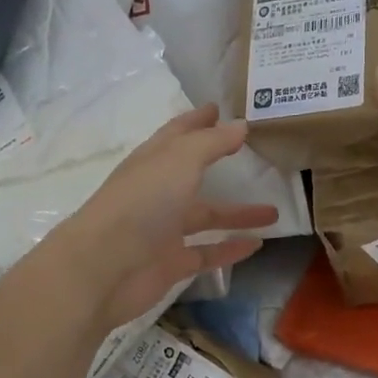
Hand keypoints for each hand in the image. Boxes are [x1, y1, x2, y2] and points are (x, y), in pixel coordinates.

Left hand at [52, 104, 278, 329]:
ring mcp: (163, 230)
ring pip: (205, 217)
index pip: (178, 134)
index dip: (197, 120)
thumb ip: (212, 143)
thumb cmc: (142, 203)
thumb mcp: (180, 161)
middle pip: (192, 172)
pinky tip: (257, 244)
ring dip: (237, 214)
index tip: (218, 108)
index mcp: (153, 161)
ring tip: (274, 212)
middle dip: (217, 161)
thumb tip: (240, 124)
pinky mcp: (170, 264)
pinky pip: (206, 252)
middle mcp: (157, 192)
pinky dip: (230, 248)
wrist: (103, 268)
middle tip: (250, 152)